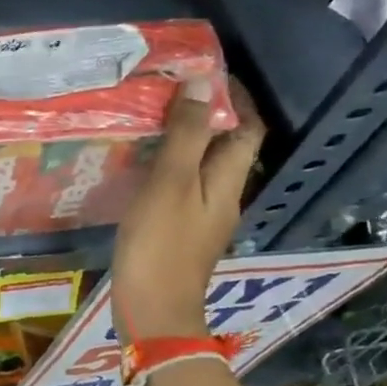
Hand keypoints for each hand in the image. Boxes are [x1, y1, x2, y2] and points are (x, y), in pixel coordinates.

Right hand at [110, 75, 263, 343]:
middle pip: (226, 147)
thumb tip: (202, 84)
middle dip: (206, 117)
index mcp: (228, 182)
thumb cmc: (160, 247)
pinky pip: (181, 188)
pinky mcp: (180, 234)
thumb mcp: (170, 184)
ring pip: (202, 168)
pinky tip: (139, 168)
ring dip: (184, 142)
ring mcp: (202, 218)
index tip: (206, 73)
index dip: (235, 99)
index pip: (247, 128)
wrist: (152, 312)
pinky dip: (168, 169)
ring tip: (150, 123)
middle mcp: (223, 197)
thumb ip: (186, 136)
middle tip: (168, 94)